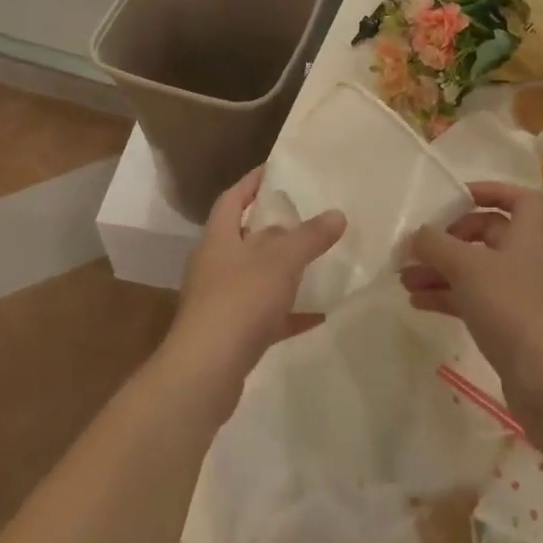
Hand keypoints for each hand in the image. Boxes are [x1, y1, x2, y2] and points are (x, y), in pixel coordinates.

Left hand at [160, 167, 344, 419]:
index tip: (275, 170)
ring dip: (282, 271)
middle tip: (306, 216)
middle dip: (273, 227)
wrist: (205, 372)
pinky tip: (319, 314)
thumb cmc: (239, 300)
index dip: (252, 182)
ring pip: (255, 276)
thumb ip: (309, 236)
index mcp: (218, 238)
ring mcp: (220, 301)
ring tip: (315, 261)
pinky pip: (265, 315)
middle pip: (244, 237)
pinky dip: (289, 313)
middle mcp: (215, 265)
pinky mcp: (231, 335)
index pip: (233, 198)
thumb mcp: (281, 261)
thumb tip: (337, 214)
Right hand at [402, 181, 542, 425]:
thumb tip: (415, 235)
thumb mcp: (466, 265)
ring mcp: (518, 293)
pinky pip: (472, 298)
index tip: (456, 197)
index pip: (517, 197)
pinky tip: (417, 301)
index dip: (489, 191)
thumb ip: (435, 244)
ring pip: (474, 269)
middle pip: (487, 233)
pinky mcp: (508, 324)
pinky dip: (446, 296)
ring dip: (439, 269)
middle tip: (419, 245)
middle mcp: (525, 257)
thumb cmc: (511, 304)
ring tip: (403, 278)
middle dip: (449, 237)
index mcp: (528, 232)